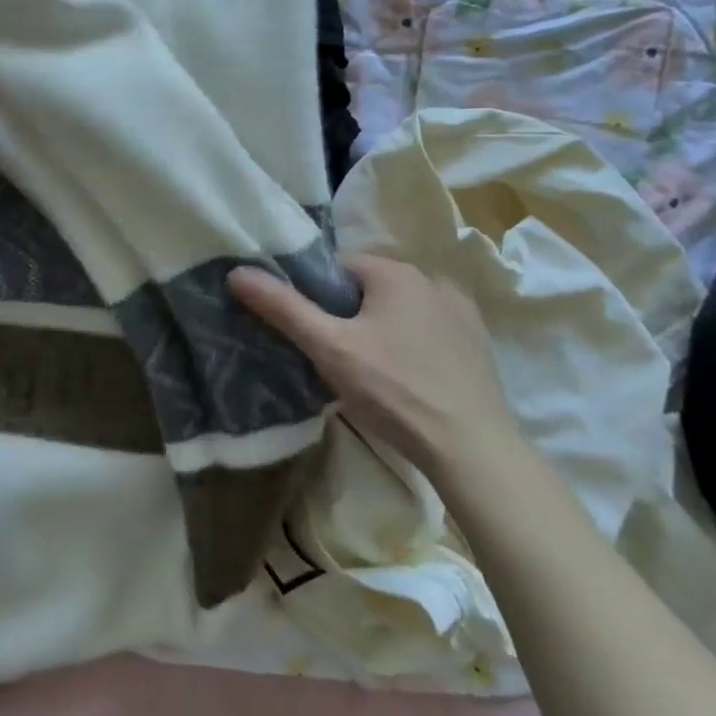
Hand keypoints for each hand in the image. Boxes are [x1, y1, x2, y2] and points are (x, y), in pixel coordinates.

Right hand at [228, 253, 522, 476]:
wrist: (472, 449)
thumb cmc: (394, 390)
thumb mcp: (329, 348)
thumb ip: (284, 307)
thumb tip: (237, 271)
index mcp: (395, 272)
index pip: (338, 266)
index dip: (316, 295)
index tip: (310, 330)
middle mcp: (431, 279)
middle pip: (370, 287)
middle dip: (348, 313)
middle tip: (334, 355)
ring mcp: (461, 311)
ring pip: (400, 309)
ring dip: (381, 327)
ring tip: (370, 371)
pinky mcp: (478, 343)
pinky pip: (429, 330)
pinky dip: (413, 343)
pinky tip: (407, 377)